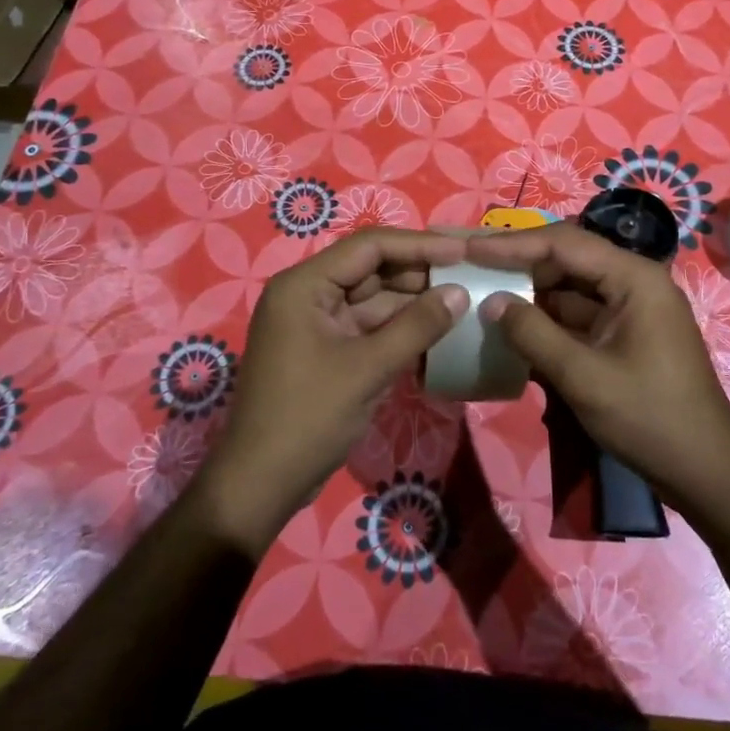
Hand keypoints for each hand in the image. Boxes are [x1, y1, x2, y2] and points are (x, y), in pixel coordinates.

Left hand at [198, 228, 468, 551]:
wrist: (260, 484)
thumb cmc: (308, 418)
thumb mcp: (368, 369)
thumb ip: (417, 326)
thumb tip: (459, 293)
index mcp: (304, 285)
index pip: (369, 247)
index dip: (419, 245)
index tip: (462, 252)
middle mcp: (308, 295)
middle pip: (372, 270)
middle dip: (420, 274)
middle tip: (469, 277)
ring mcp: (317, 324)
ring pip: (374, 300)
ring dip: (414, 303)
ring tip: (462, 303)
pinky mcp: (327, 350)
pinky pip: (369, 327)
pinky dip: (400, 329)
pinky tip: (437, 332)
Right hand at [467, 224, 729, 517]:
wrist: (706, 473)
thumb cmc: (650, 419)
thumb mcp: (583, 376)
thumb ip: (533, 334)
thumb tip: (491, 301)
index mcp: (633, 278)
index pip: (564, 243)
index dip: (513, 244)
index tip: (469, 248)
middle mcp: (633, 283)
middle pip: (567, 260)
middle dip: (519, 265)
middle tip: (471, 267)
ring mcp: (629, 311)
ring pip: (569, 290)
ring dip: (530, 295)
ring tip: (481, 294)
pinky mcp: (624, 337)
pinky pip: (578, 318)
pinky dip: (546, 322)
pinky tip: (511, 330)